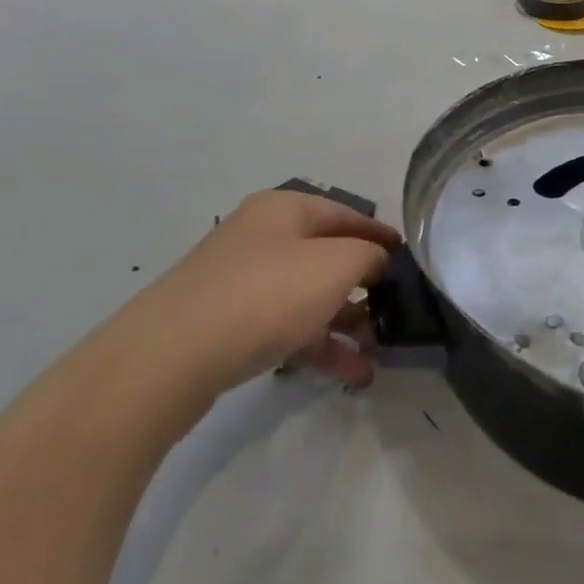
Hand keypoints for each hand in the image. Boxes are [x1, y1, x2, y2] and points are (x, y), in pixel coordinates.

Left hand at [109, 189, 399, 404]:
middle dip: (363, 285)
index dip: (381, 234)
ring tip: (378, 351)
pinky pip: (287, 327)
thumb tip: (375, 260)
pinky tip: (351, 373)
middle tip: (395, 310)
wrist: (172, 355)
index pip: (346, 214)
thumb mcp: (336, 264)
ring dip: (345, 321)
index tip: (410, 258)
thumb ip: (368, 255)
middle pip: (326, 256)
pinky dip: (319, 345)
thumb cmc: (267, 293)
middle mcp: (262, 238)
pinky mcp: (229, 324)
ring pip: (307, 296)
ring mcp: (242, 282)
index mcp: (284, 209)